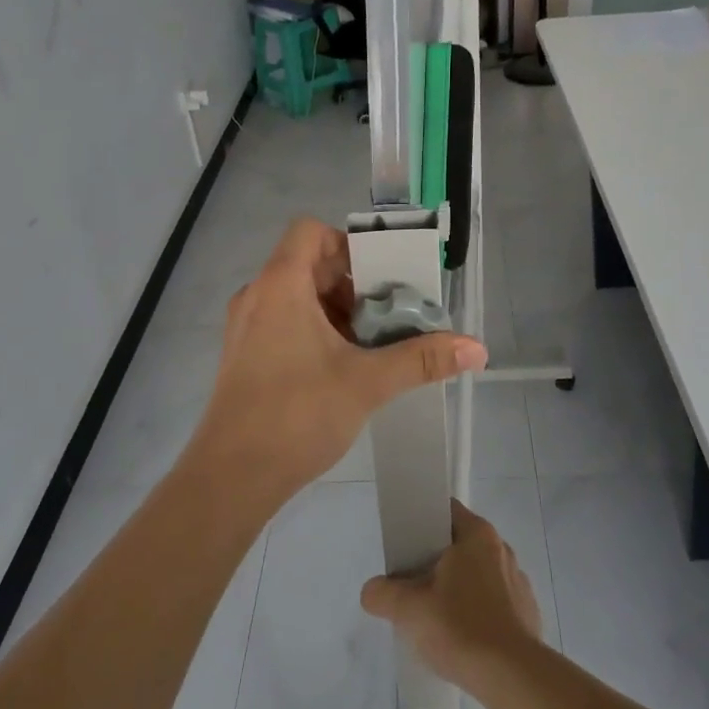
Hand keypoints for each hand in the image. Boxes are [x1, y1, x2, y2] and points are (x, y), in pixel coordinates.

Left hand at [181, 218, 485, 508]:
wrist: (231, 477)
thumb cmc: (297, 415)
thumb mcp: (367, 383)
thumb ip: (422, 360)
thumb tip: (477, 349)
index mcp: (280, 285)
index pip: (311, 232)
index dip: (348, 245)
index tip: (381, 278)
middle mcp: (258, 296)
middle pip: (309, 265)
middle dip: (353, 285)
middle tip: (389, 314)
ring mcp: (247, 328)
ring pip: (298, 297)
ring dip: (337, 311)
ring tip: (372, 344)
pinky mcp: (245, 356)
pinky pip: (284, 323)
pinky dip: (316, 331)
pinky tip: (343, 367)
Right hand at [360, 499, 541, 689]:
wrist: (513, 677)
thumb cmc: (460, 627)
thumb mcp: (409, 610)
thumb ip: (383, 594)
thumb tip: (372, 591)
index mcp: (477, 535)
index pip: (445, 512)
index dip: (422, 523)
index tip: (404, 546)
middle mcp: (501, 549)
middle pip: (460, 544)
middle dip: (435, 562)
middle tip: (411, 585)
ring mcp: (518, 581)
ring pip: (477, 574)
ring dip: (457, 588)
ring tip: (435, 616)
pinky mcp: (527, 612)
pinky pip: (495, 601)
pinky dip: (477, 611)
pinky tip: (463, 637)